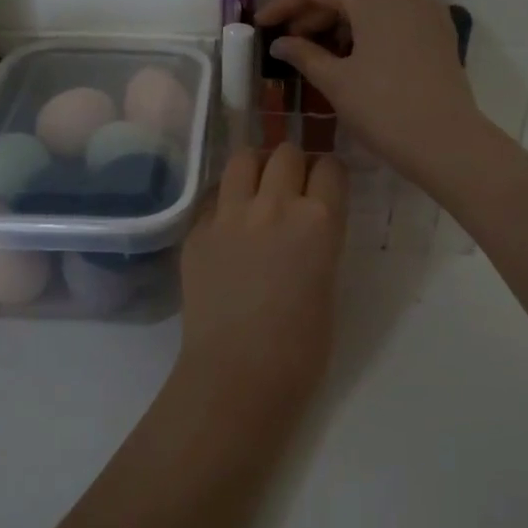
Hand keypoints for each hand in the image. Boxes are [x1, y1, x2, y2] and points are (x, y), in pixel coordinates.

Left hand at [177, 145, 347, 415]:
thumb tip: (308, 225)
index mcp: (319, 220)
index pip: (330, 167)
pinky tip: (228, 224)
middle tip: (291, 187)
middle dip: (293, 164)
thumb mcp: (327, 282)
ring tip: (256, 189)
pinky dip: (225, 200)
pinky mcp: (197, 230)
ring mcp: (230, 214)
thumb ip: (319, 240)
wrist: (237, 374)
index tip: (325, 186)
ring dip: (256, 168)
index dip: (329, 174)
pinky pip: (214, 195)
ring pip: (243, 158)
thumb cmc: (300, 346)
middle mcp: (274, 204)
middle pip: (286, 153)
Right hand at [256, 0, 485, 186]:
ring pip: (375, 0)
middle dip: (314, 13)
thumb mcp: (335, 82)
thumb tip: (280, 43)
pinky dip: (374, 26)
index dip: (285, 1)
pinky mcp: (441, 33)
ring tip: (325, 51)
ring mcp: (427, 11)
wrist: (445, 141)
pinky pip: (399, 16)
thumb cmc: (384, 109)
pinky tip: (363, 54)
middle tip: (290, 42)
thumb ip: (304, 55)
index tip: (263, 23)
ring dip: (344, 19)